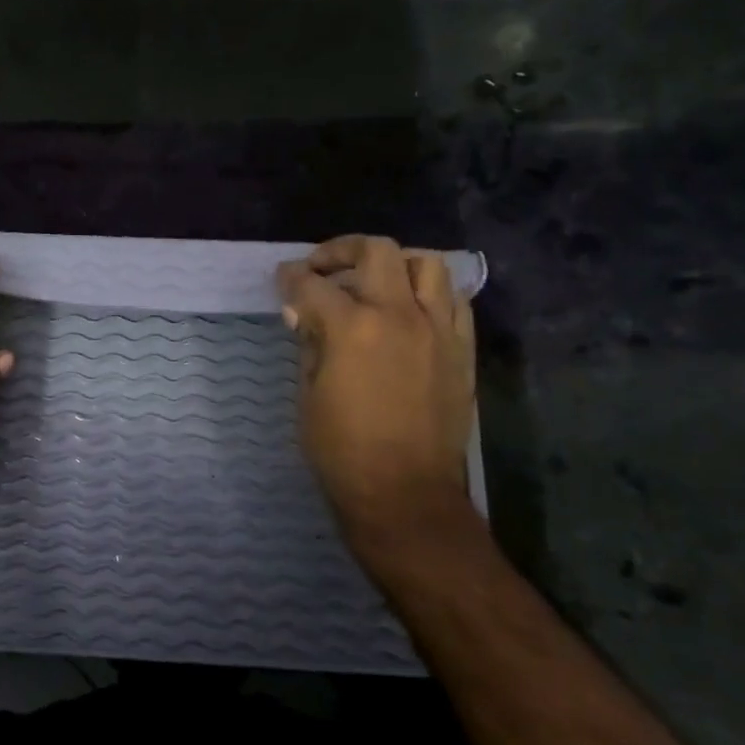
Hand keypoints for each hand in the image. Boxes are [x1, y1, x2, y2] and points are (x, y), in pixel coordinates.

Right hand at [276, 236, 476, 561]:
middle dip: (341, 251)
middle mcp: (400, 315)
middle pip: (376, 252)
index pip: (313, 285)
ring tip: (373, 283)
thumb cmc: (341, 450)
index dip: (291, 278)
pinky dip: (428, 293)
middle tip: (322, 269)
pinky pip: (453, 300)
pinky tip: (409, 311)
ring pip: (425, 265)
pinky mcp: (462, 349)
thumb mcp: (309, 395)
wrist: (404, 493)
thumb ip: (310, 345)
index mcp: (352, 328)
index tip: (282, 278)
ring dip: (393, 265)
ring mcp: (438, 329)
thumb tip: (306, 315)